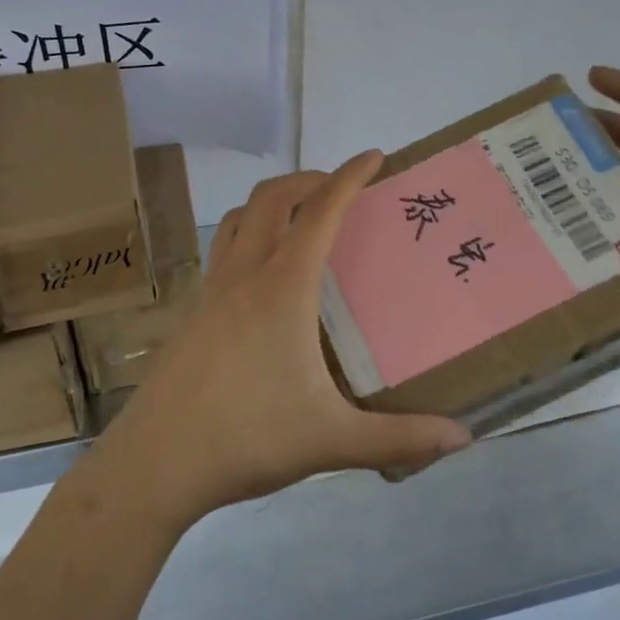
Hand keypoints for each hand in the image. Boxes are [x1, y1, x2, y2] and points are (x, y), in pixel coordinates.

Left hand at [96, 154, 472, 527]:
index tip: (374, 156)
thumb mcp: (331, 441)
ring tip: (300, 220)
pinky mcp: (191, 313)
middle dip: (308, 180)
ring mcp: (210, 292)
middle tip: (340, 190)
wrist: (156, 462)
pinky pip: (221, 251)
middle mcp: (243, 276)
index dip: (349, 178)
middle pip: (270, 199)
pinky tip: (262, 279)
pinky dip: (247, 237)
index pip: (320, 213)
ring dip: (270, 204)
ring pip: (236, 219)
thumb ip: (399, 438)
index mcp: (282, 290)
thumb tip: (463, 439)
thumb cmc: (247, 439)